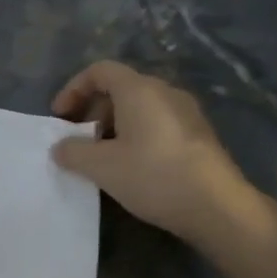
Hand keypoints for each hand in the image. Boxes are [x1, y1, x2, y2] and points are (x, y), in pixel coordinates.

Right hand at [50, 61, 253, 240]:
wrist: (217, 206)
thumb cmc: (153, 175)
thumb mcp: (101, 166)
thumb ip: (73, 152)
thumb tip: (60, 148)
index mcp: (139, 90)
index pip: (99, 71)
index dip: (73, 89)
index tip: (60, 117)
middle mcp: (165, 92)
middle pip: (120, 88)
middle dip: (92, 111)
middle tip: (78, 140)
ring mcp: (186, 112)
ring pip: (140, 108)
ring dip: (113, 126)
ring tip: (102, 157)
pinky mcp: (198, 135)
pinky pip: (157, 123)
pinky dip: (135, 135)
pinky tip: (131, 166)